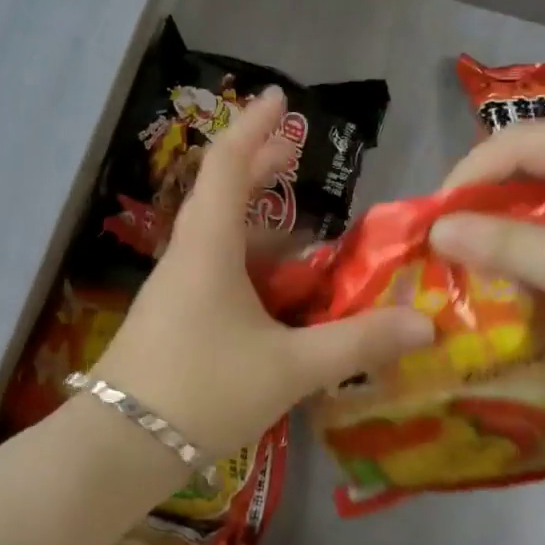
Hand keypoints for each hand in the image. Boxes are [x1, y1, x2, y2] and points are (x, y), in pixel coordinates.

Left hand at [94, 88, 433, 456]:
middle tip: (295, 149)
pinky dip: (248, 260)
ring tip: (300, 221)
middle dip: (258, 165)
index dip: (254, 126)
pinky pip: (215, 269)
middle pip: (221, 191)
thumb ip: (356, 343)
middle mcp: (187, 255)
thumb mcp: (289, 366)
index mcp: (208, 245)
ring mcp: (175, 287)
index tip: (279, 98)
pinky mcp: (173, 317)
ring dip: (255, 218)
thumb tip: (424, 323)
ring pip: (218, 234)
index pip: (227, 163)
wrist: (120, 445)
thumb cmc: (203, 389)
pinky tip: (276, 288)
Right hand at [429, 120, 544, 394]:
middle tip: (446, 236)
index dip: (468, 177)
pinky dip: (535, 228)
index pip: (520, 142)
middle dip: (484, 195)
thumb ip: (509, 246)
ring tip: (470, 246)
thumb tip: (435, 229)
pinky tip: (516, 256)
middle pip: (530, 156)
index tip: (431, 220)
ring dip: (506, 213)